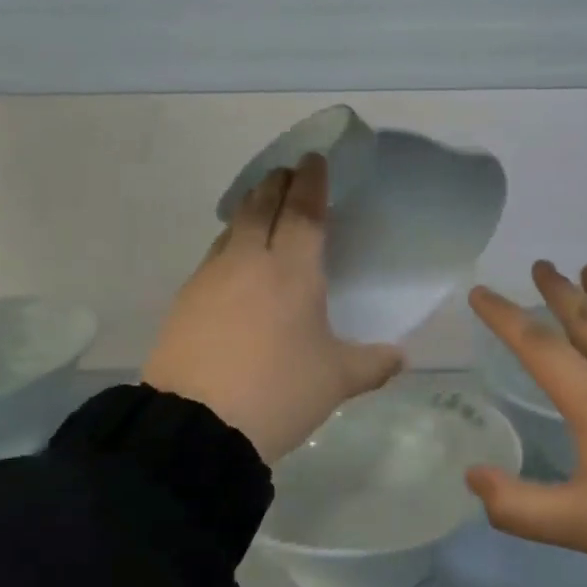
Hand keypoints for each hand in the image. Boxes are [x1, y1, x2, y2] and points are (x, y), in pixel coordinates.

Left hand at [143, 155, 403, 464]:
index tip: (314, 160)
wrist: (197, 425)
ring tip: (261, 209)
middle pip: (262, 207)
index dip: (312, 183)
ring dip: (250, 210)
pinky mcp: (185, 301)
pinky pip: (214, 257)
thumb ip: (373, 364)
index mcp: (292, 271)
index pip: (304, 211)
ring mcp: (211, 278)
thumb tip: (401, 358)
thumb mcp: (336, 381)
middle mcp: (249, 262)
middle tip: (288, 173)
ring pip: (233, 228)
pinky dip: (230, 245)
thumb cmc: (279, 392)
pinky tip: (234, 263)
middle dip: (277, 185)